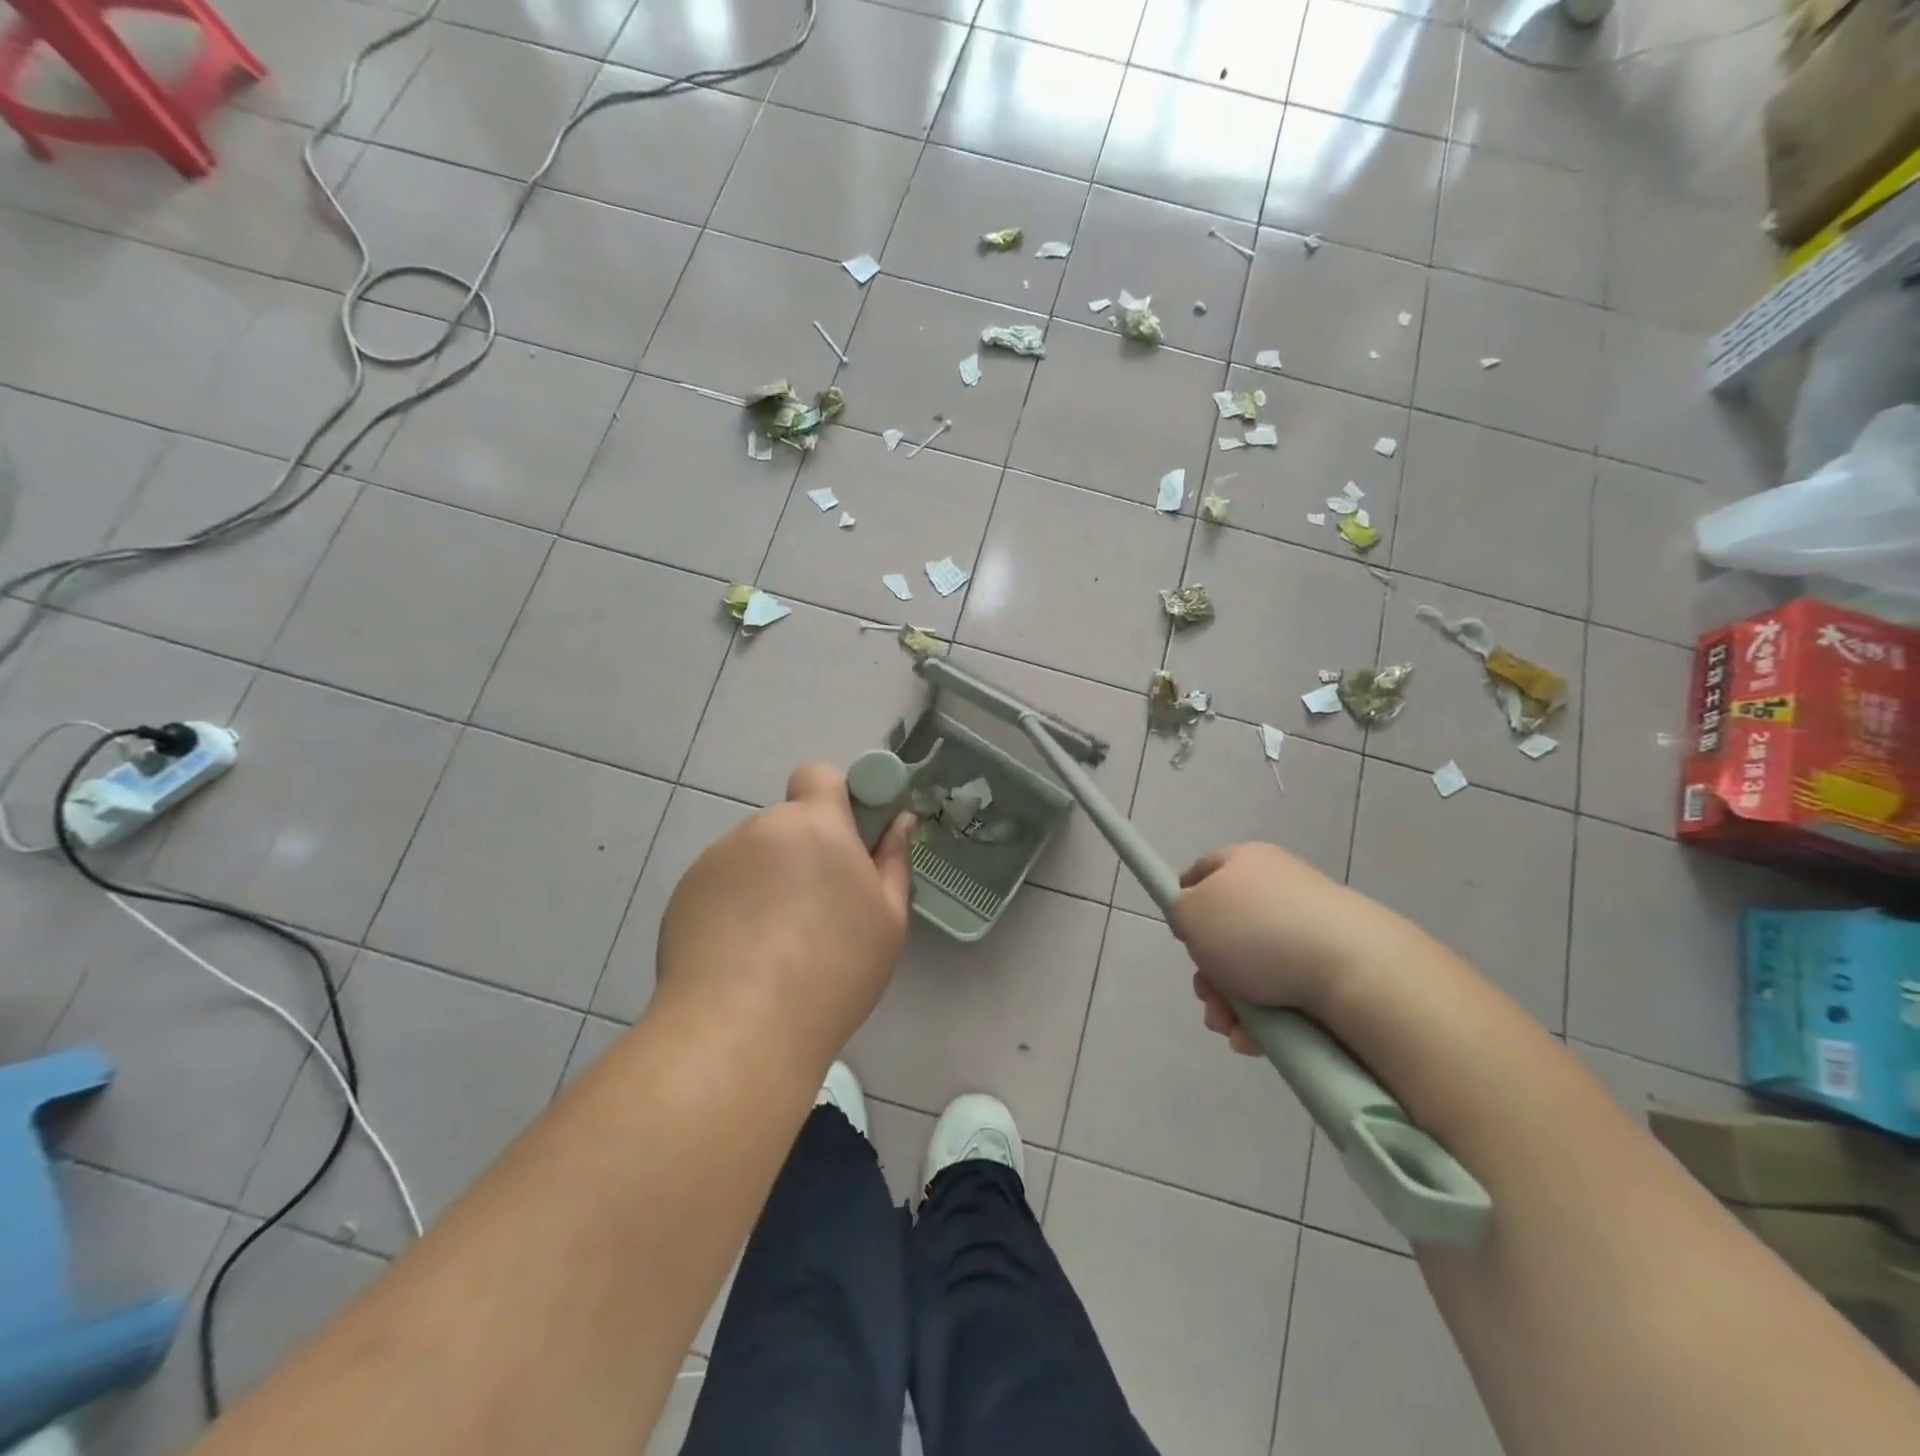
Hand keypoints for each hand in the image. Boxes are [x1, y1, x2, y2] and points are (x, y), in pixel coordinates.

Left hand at [655, 763, 913, 1056]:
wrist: (741, 1029)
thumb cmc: (834, 969)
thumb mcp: (888, 920)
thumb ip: (894, 860)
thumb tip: (899, 821)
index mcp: (815, 824)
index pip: (819, 775)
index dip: (834, 798)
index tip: (847, 840)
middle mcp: (761, 828)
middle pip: (787, 825)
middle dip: (803, 853)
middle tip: (817, 911)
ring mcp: (716, 860)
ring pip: (753, 857)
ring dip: (767, 881)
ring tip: (775, 945)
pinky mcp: (683, 894)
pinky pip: (721, 886)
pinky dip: (733, 907)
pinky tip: (740, 958)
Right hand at [1167, 842, 1386, 1056]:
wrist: (1356, 971)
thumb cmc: (1258, 932)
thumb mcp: (1190, 912)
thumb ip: (1179, 910)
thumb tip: (1195, 919)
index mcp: (1246, 862)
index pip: (1203, 871)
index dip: (1185, 902)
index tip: (1181, 936)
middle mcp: (1279, 889)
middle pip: (1226, 931)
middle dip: (1208, 972)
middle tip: (1207, 995)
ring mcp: (1310, 929)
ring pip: (1252, 970)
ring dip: (1230, 1003)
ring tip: (1230, 1027)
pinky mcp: (1334, 968)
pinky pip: (1284, 994)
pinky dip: (1264, 1019)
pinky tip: (1256, 1039)